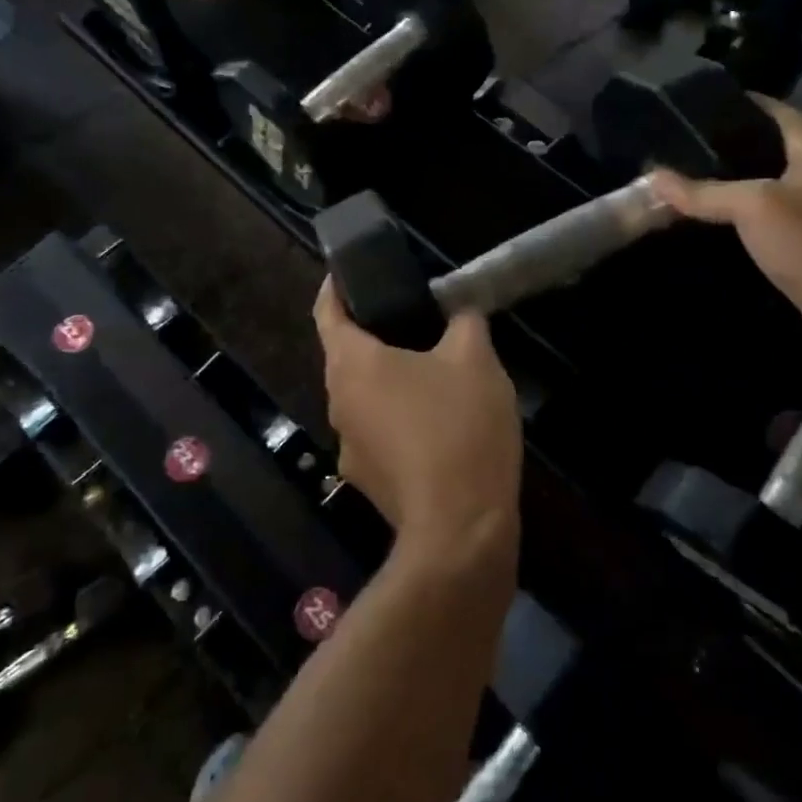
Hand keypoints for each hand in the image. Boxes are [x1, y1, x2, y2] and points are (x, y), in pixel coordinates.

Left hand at [313, 281, 521, 560]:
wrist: (461, 529)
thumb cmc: (459, 426)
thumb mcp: (475, 358)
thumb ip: (464, 322)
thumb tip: (460, 311)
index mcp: (351, 365)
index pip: (326, 312)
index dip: (334, 288)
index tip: (348, 272)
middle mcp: (338, 403)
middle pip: (345, 356)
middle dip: (373, 334)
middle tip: (412, 316)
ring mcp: (350, 448)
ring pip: (364, 397)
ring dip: (389, 379)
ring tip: (432, 367)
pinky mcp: (369, 482)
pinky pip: (379, 432)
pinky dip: (399, 417)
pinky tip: (439, 420)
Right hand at [651, 100, 801, 368]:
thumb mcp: (754, 209)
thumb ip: (703, 192)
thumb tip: (652, 177)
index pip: (768, 108)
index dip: (727, 105)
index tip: (681, 110)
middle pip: (767, 145)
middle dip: (721, 148)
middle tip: (671, 149)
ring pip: (768, 182)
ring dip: (732, 184)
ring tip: (682, 180)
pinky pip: (774, 215)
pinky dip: (745, 214)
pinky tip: (712, 221)